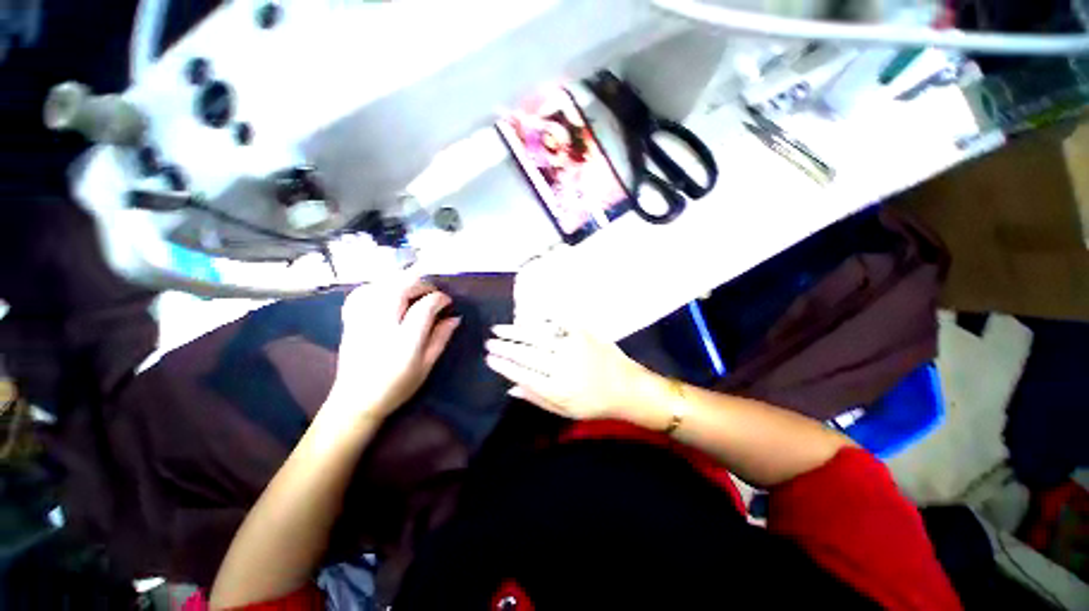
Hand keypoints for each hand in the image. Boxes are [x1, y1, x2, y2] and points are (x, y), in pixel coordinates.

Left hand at [328, 280, 460, 421]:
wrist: (355, 401)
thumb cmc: (397, 386)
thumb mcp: (426, 366)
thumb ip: (441, 338)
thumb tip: (455, 317)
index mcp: (405, 341)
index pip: (425, 307)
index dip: (439, 299)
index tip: (447, 302)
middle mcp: (382, 325)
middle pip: (401, 288)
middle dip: (422, 284)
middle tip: (432, 292)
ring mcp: (362, 321)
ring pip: (381, 285)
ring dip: (401, 281)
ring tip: (414, 289)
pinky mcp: (350, 320)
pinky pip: (363, 292)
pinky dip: (378, 285)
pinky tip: (387, 291)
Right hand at [485, 323, 651, 420]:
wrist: (628, 388)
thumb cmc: (595, 404)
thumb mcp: (565, 411)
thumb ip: (537, 399)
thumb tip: (510, 388)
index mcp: (558, 389)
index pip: (522, 374)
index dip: (504, 365)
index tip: (489, 358)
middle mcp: (563, 366)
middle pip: (526, 353)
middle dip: (504, 346)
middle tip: (489, 341)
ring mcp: (573, 346)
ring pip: (537, 335)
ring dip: (516, 331)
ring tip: (499, 328)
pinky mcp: (583, 333)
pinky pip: (558, 321)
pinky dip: (541, 318)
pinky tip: (527, 316)